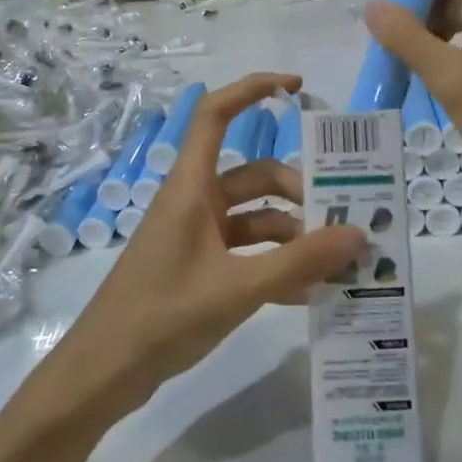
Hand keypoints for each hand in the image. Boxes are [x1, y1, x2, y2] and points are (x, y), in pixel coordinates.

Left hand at [54, 73, 365, 414]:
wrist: (104, 373)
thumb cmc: (162, 316)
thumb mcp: (237, 288)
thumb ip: (298, 262)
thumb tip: (358, 234)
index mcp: (191, 188)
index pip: (216, 115)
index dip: (252, 90)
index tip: (297, 87)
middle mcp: (195, 202)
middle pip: (254, 176)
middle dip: (298, 192)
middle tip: (342, 220)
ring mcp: (196, 236)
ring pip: (256, 217)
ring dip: (293, 234)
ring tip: (336, 262)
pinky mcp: (199, 268)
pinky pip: (247, 253)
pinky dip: (277, 264)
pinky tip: (310, 292)